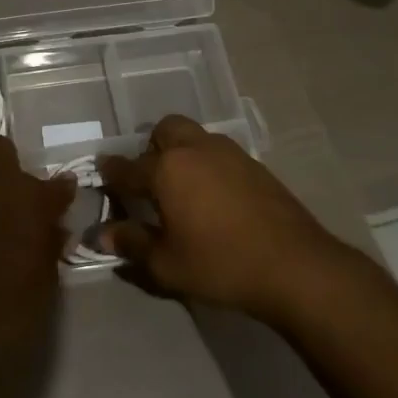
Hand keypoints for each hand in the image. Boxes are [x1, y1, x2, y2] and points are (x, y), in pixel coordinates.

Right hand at [100, 115, 354, 324]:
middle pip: (164, 131)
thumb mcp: (167, 264)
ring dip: (182, 152)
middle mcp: (194, 150)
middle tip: (151, 180)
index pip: (127, 167)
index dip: (111, 173)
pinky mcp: (254, 164)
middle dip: (151, 148)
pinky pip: (219, 152)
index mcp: (166, 170)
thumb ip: (132, 244)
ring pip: (194, 136)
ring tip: (183, 187)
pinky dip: (208, 164)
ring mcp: (228, 153)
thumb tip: (103, 234)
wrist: (295, 266)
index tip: (102, 176)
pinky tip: (215, 196)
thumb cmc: (221, 265)